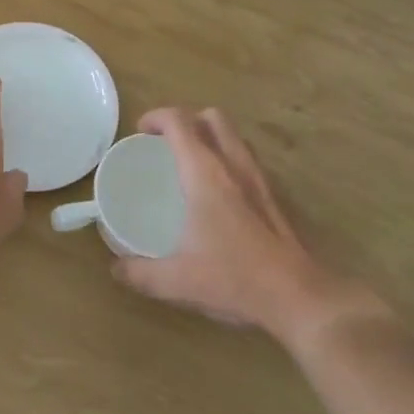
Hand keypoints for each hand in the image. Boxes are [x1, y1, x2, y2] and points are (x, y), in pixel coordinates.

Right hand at [113, 107, 388, 348]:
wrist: (298, 296)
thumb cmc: (235, 278)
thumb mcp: (178, 280)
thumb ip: (141, 273)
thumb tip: (115, 269)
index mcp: (204, 173)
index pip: (179, 121)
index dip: (156, 117)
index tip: (140, 132)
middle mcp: (233, 165)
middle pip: (212, 117)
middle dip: (187, 120)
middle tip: (166, 144)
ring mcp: (258, 178)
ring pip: (234, 136)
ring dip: (210, 137)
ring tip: (191, 163)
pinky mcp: (274, 196)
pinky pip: (246, 159)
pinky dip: (228, 159)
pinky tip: (219, 194)